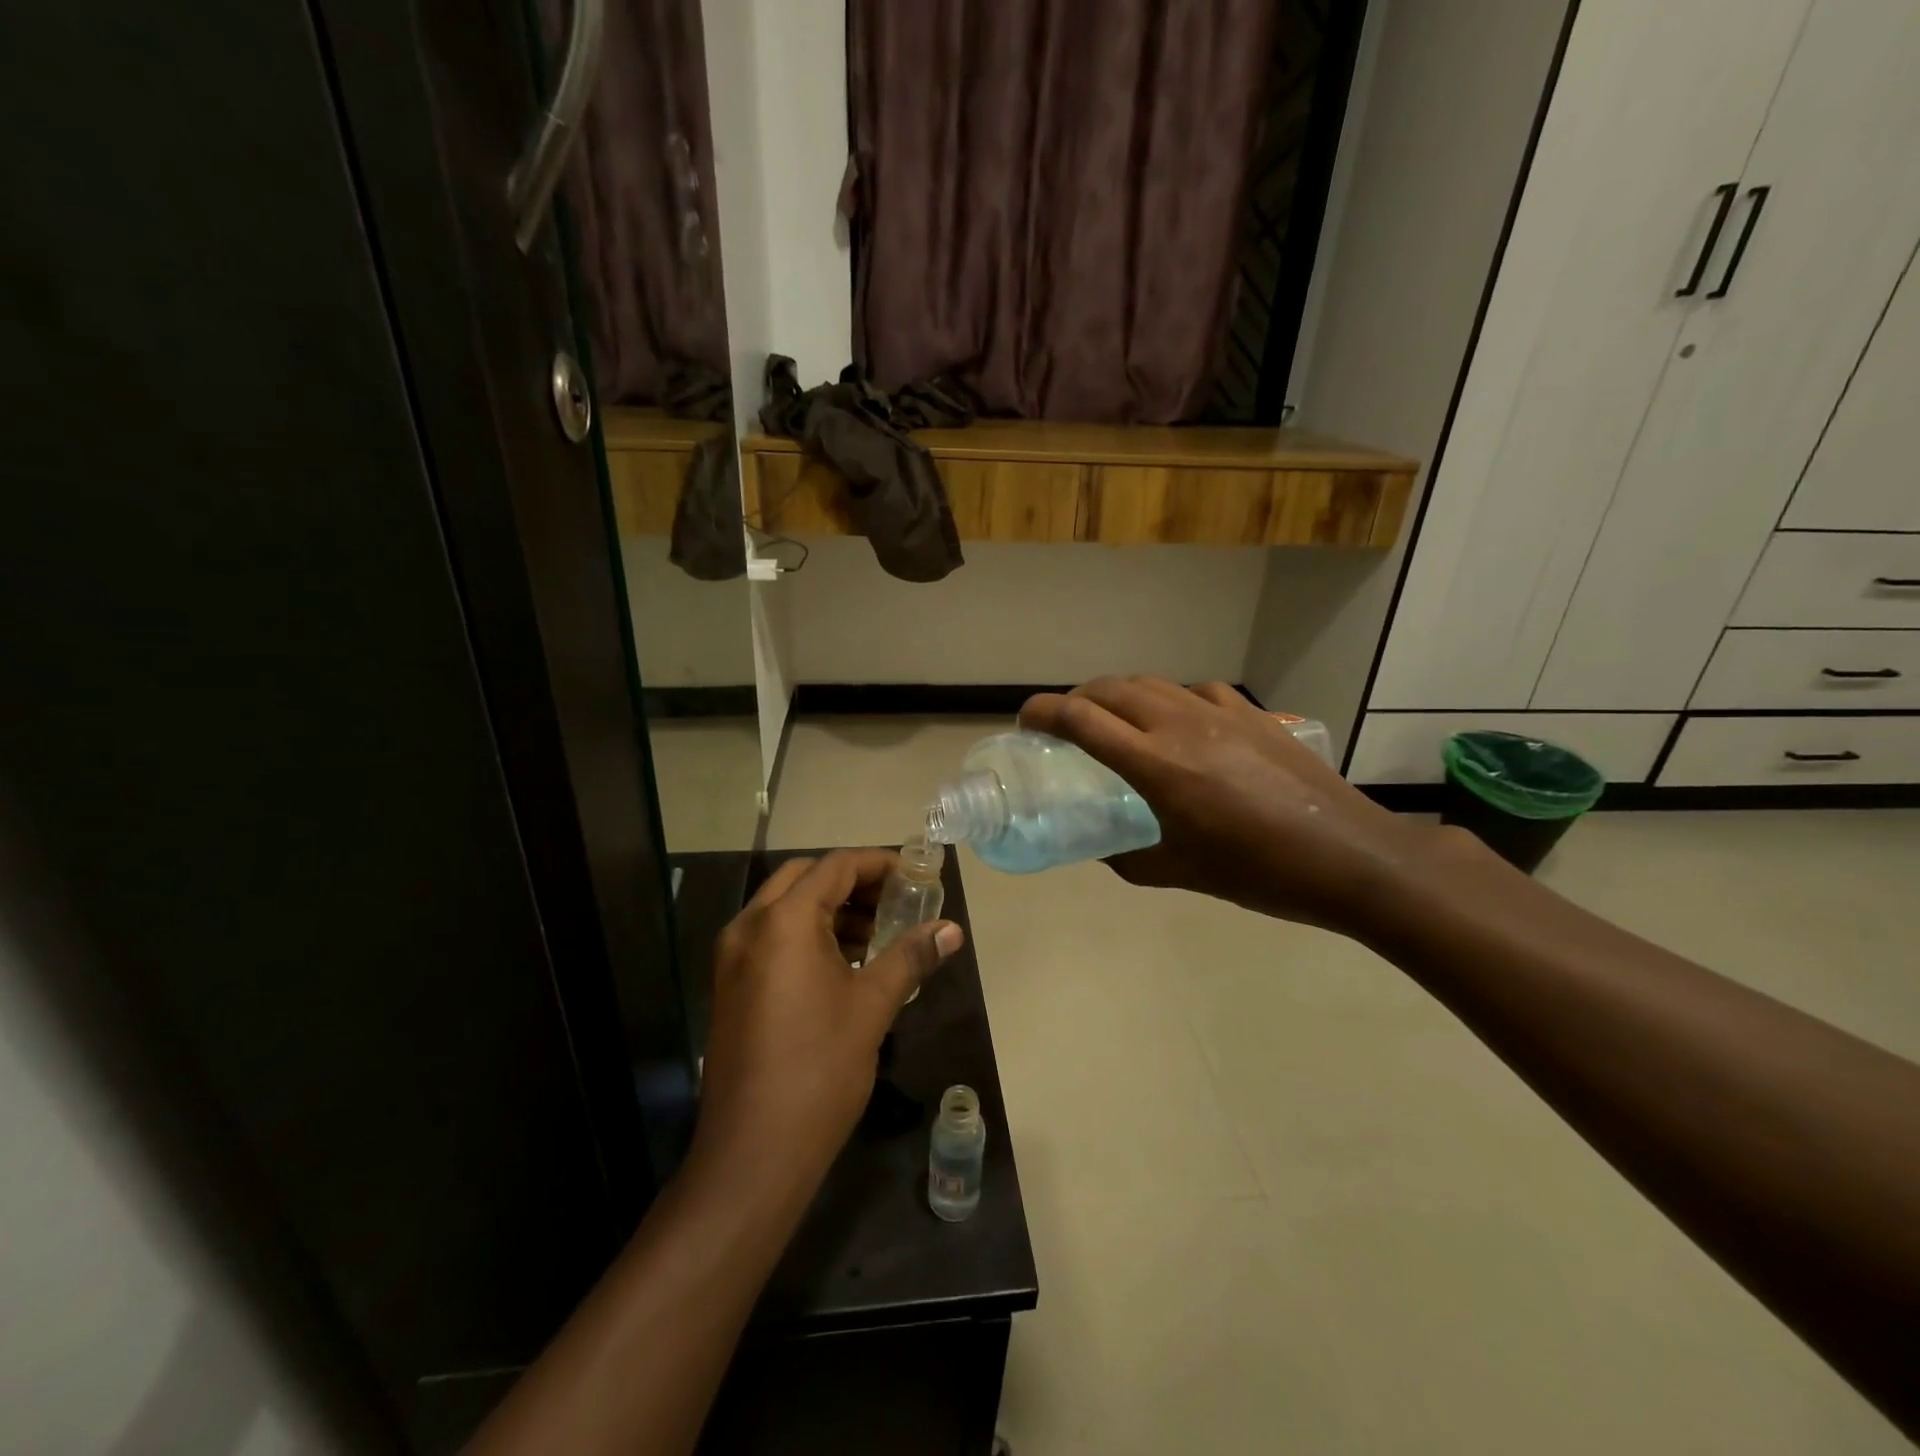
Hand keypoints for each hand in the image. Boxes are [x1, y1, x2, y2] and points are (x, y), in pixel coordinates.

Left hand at [693, 849, 964, 1189]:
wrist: (752, 1153)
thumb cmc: (819, 1068)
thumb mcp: (872, 1006)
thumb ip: (911, 956)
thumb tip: (951, 931)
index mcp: (783, 921)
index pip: (836, 866)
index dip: (879, 863)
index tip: (916, 874)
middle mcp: (749, 926)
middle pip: (805, 878)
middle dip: (853, 882)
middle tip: (896, 899)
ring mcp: (733, 956)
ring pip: (785, 907)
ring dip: (831, 908)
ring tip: (877, 934)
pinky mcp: (731, 985)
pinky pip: (772, 936)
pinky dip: (808, 934)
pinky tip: (844, 963)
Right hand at [1020, 678, 1439, 931]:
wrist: (1348, 856)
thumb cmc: (1257, 871)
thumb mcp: (1179, 871)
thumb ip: (1128, 857)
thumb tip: (1100, 848)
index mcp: (1155, 765)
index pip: (1081, 720)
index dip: (1044, 713)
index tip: (1026, 721)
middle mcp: (1181, 726)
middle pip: (1111, 689)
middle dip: (1077, 698)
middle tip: (1065, 723)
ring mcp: (1221, 713)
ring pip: (1153, 683)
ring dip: (1120, 695)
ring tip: (1116, 719)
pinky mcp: (1253, 714)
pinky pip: (1197, 691)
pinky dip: (1172, 699)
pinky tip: (1181, 722)